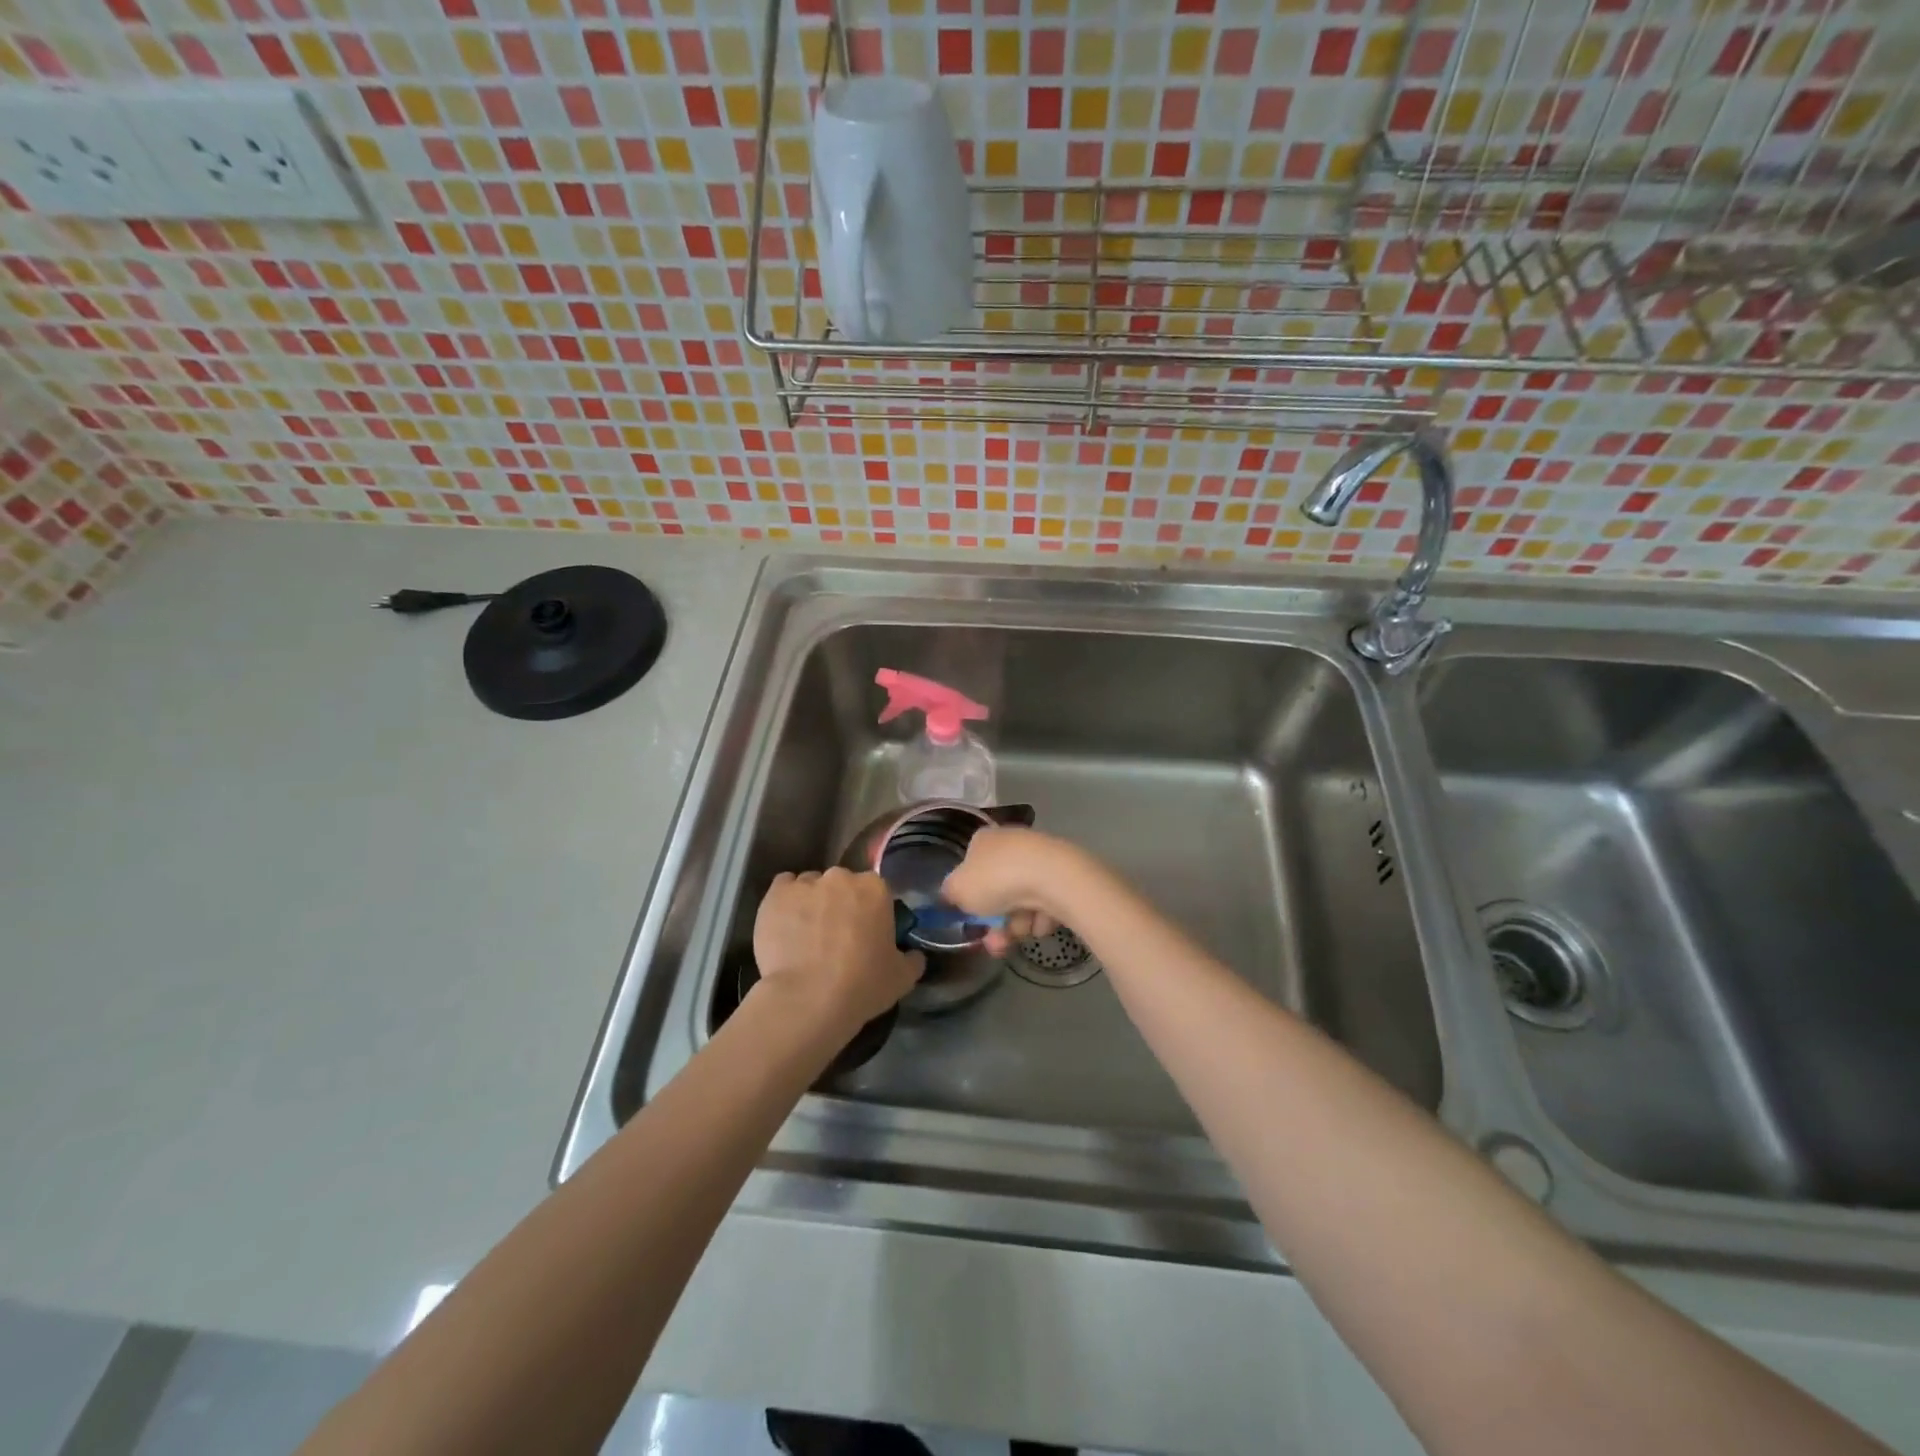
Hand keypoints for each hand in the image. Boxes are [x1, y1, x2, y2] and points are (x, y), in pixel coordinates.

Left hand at [752, 868, 923, 1030]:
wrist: (807, 999)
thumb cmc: (861, 985)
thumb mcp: (902, 978)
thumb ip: (911, 959)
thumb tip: (913, 955)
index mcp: (876, 889)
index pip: (875, 891)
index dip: (870, 912)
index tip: (865, 933)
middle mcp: (841, 877)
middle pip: (842, 884)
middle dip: (840, 903)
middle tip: (836, 936)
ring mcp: (806, 883)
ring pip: (811, 886)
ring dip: (811, 902)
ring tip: (805, 935)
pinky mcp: (775, 895)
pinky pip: (782, 888)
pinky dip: (784, 902)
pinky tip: (784, 925)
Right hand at [942, 826, 1080, 955]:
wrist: (1052, 878)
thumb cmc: (996, 879)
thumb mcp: (958, 888)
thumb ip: (950, 893)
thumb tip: (951, 894)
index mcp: (983, 840)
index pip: (971, 867)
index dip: (969, 895)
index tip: (971, 917)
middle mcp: (1011, 844)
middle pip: (997, 892)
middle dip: (995, 922)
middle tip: (995, 942)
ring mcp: (1039, 860)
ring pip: (1020, 904)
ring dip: (1017, 925)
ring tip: (1021, 932)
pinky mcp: (1063, 877)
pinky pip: (1044, 906)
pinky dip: (1040, 918)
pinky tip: (1041, 920)